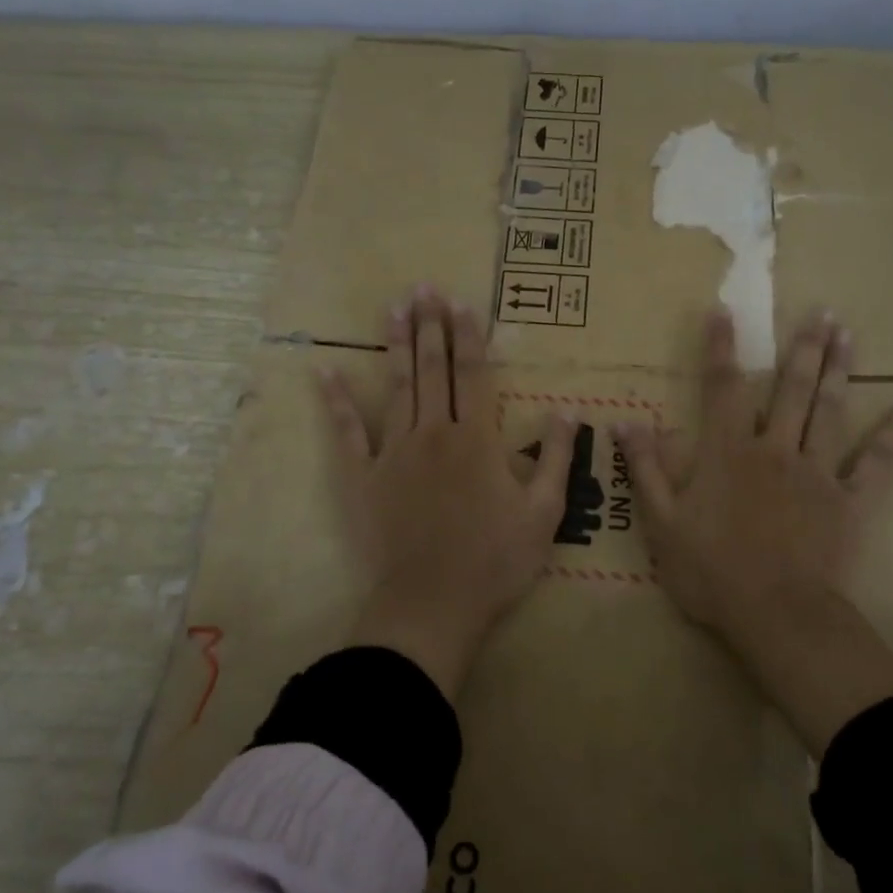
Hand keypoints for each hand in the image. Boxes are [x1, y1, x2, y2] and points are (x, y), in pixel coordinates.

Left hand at [320, 288, 577, 699]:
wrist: (433, 604)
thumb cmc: (495, 560)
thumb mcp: (544, 513)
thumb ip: (555, 458)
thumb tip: (567, 412)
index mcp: (478, 440)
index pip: (473, 375)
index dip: (468, 336)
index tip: (461, 302)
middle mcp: (434, 433)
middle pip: (433, 370)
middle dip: (431, 326)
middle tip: (424, 288)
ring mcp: (394, 452)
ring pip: (397, 387)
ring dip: (396, 346)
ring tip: (393, 308)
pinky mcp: (364, 477)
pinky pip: (348, 433)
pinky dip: (336, 402)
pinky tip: (325, 372)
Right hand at [615, 308, 892, 751]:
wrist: (775, 614)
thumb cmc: (710, 571)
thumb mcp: (662, 523)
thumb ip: (646, 469)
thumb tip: (626, 423)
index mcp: (728, 453)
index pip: (722, 388)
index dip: (721, 348)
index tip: (724, 310)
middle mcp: (774, 449)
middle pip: (790, 389)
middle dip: (802, 347)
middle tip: (821, 311)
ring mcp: (816, 473)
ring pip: (829, 412)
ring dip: (839, 371)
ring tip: (848, 334)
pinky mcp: (848, 503)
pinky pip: (875, 466)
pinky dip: (892, 439)